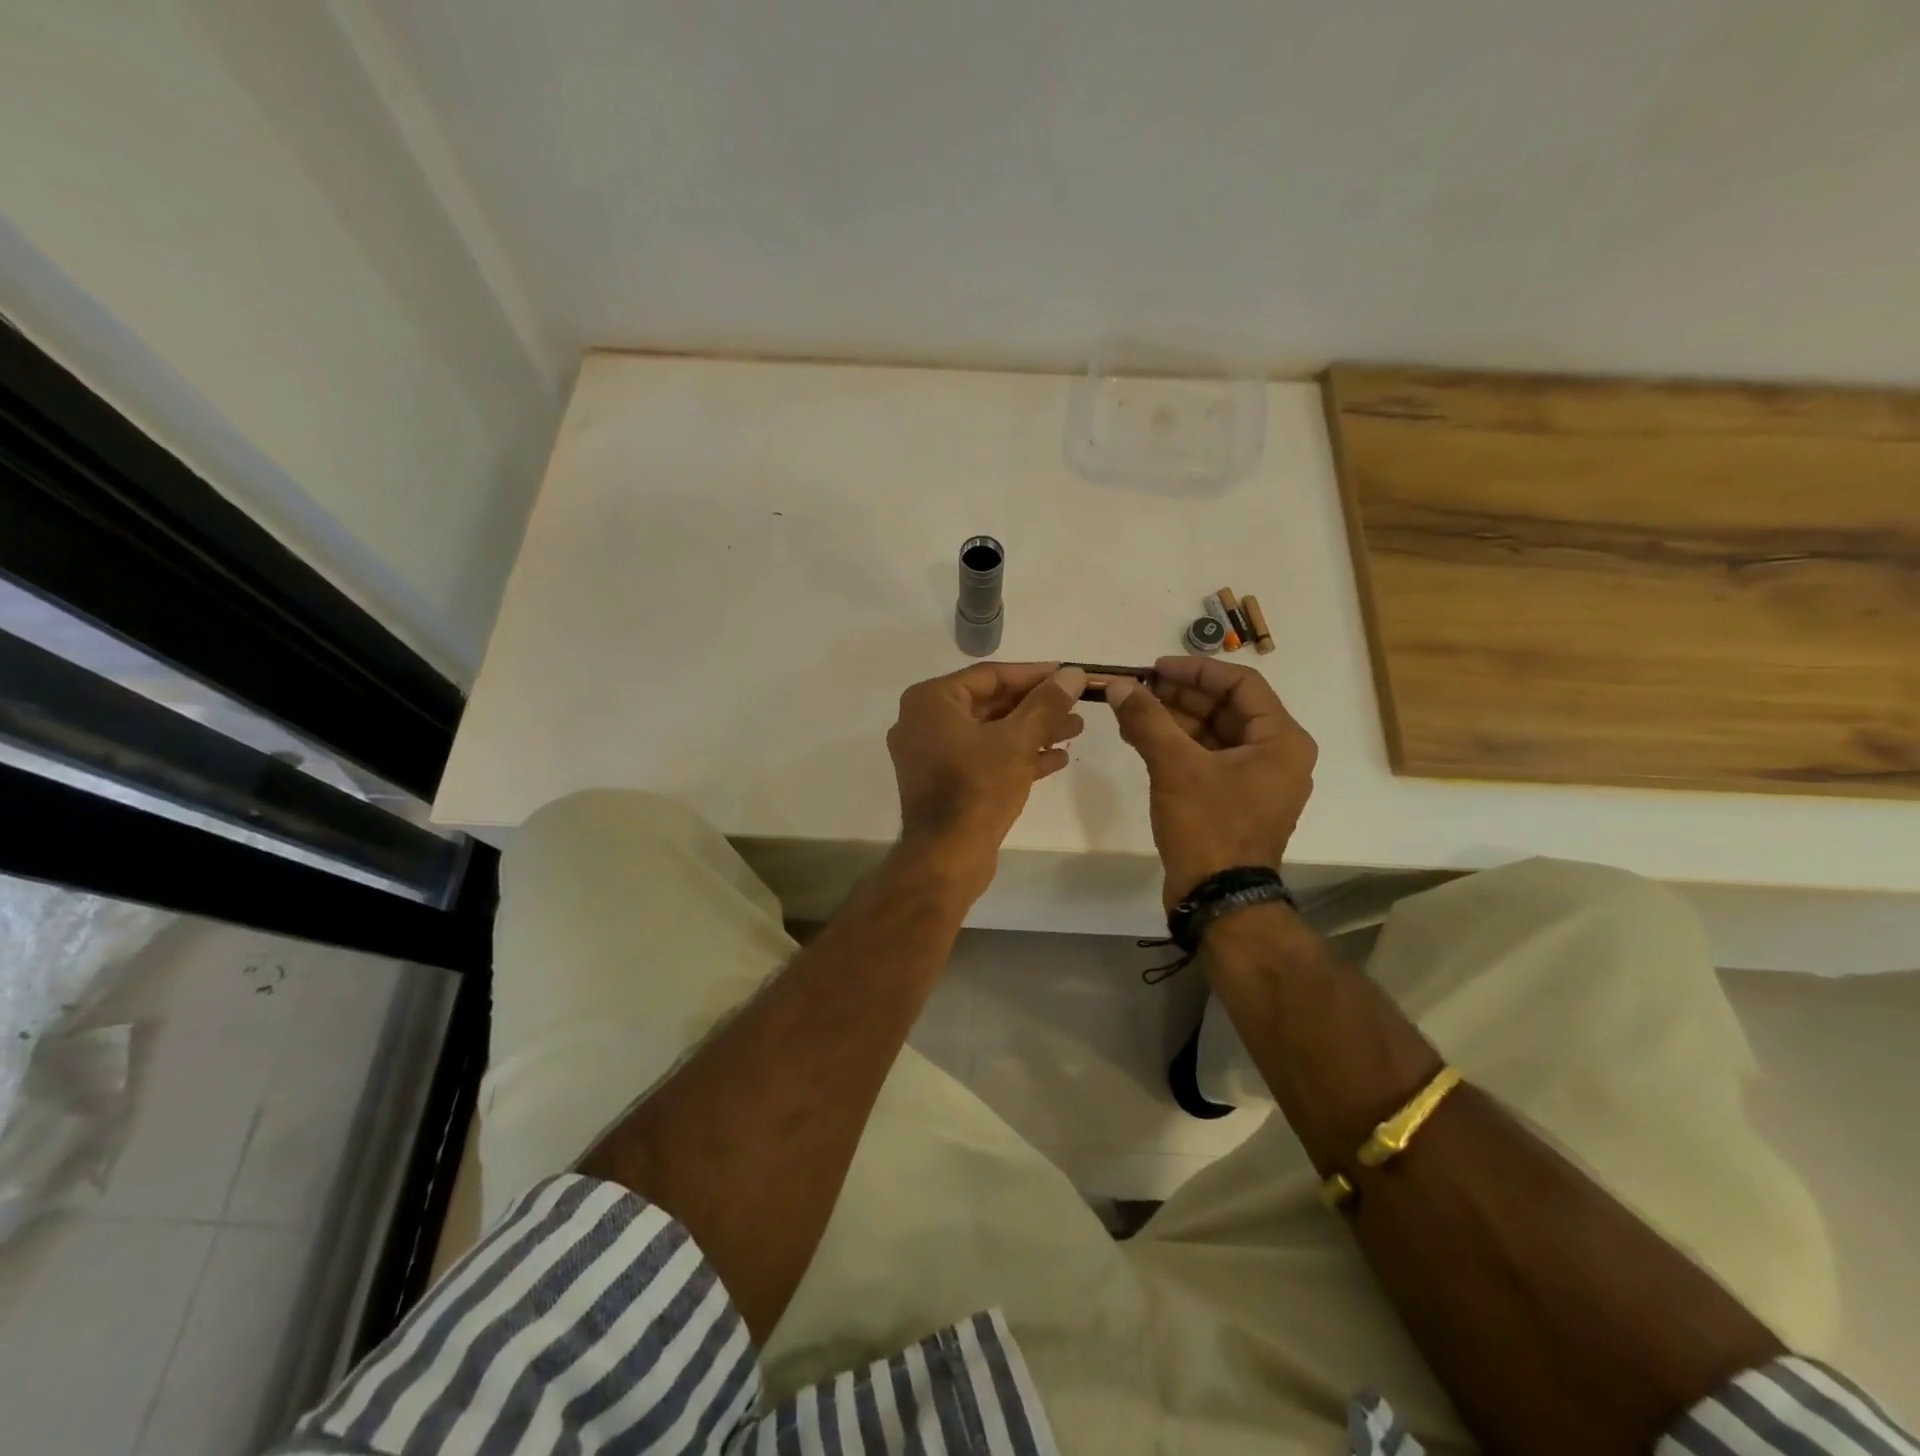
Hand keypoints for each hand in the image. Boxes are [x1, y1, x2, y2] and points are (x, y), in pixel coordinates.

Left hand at [887, 662, 1087, 896]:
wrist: (946, 858)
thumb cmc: (977, 788)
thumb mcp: (1018, 740)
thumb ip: (1046, 703)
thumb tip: (1074, 673)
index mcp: (930, 702)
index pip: (990, 676)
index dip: (1034, 674)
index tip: (1069, 674)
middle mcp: (923, 722)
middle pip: (990, 704)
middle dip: (1037, 706)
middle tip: (1077, 704)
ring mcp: (931, 755)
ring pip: (990, 733)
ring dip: (1032, 731)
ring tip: (1076, 730)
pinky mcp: (943, 783)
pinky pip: (983, 758)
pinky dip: (1016, 756)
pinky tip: (1057, 759)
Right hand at [1105, 657, 1317, 907]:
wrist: (1218, 899)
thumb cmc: (1209, 827)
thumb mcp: (1176, 767)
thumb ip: (1148, 720)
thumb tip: (1120, 686)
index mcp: (1281, 740)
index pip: (1241, 684)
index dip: (1196, 670)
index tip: (1155, 668)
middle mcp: (1276, 755)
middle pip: (1226, 708)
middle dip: (1179, 696)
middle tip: (1137, 689)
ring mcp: (1255, 780)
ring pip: (1213, 734)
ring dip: (1173, 720)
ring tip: (1131, 712)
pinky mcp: (1234, 800)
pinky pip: (1206, 759)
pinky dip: (1176, 747)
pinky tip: (1141, 739)